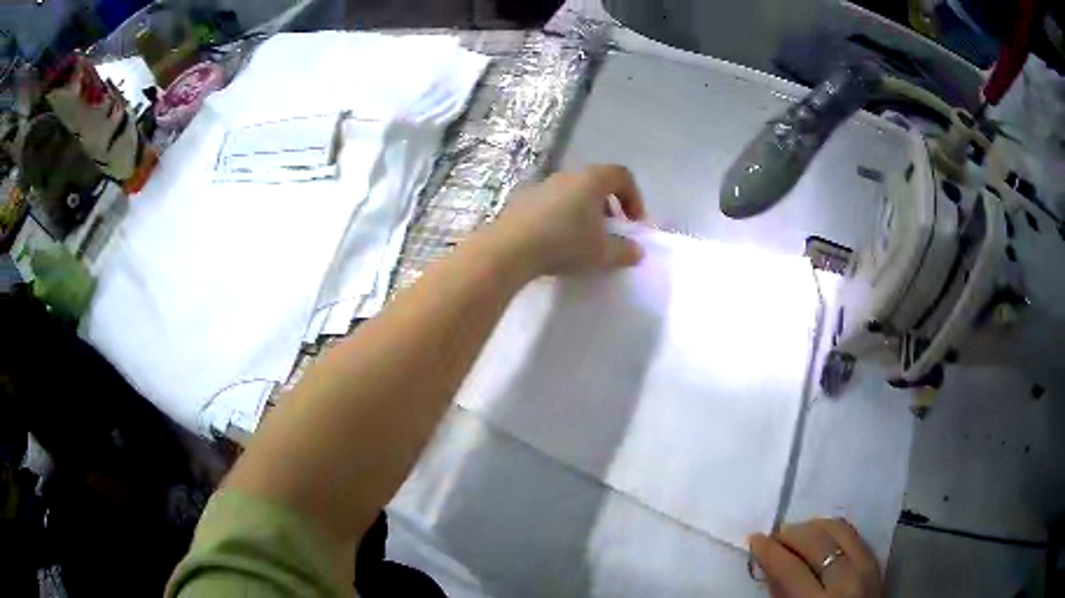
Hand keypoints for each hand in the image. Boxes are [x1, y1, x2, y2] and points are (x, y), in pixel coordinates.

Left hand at [492, 164, 646, 275]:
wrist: (510, 249)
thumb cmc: (564, 243)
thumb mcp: (601, 252)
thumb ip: (624, 251)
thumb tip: (636, 251)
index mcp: (591, 180)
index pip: (622, 176)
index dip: (635, 198)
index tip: (634, 224)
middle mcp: (567, 175)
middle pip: (596, 183)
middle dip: (609, 207)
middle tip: (611, 232)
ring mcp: (542, 186)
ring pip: (572, 194)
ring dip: (584, 213)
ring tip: (583, 240)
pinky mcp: (522, 200)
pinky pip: (551, 204)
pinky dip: (562, 218)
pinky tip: (557, 242)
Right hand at [750, 519, 881, 597]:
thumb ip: (781, 593)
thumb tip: (769, 563)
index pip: (791, 567)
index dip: (770, 551)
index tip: (755, 540)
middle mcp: (847, 579)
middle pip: (816, 541)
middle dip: (790, 534)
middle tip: (773, 536)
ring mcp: (867, 566)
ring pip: (838, 528)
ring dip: (812, 527)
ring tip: (795, 534)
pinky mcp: (876, 559)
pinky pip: (853, 533)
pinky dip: (832, 530)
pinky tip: (819, 536)